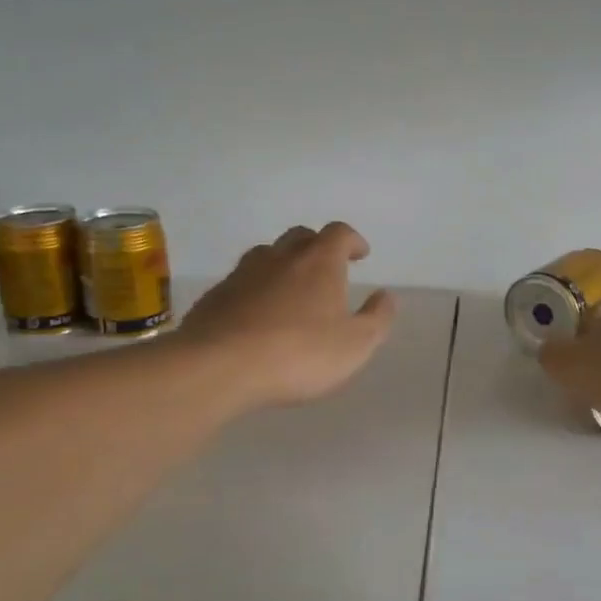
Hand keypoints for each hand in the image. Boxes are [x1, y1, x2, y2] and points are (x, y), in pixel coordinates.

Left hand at [178, 222, 397, 411]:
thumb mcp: (355, 344)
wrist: (219, 367)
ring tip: (291, 288)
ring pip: (267, 255)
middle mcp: (280, 257)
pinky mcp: (215, 296)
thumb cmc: (299, 353)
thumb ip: (377, 318)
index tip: (360, 254)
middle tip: (327, 268)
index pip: (339, 233)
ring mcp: (243, 274)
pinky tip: (257, 315)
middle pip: (301, 236)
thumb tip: (385, 296)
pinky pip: (242, 282)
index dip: (352, 241)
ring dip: (283, 264)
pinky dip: (255, 289)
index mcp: (319, 262)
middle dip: (317, 247)